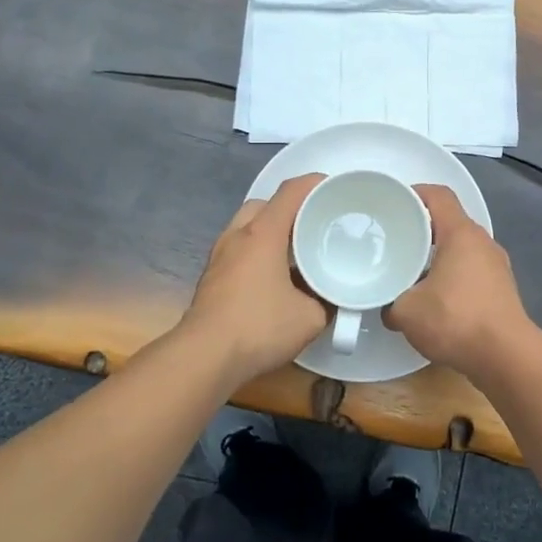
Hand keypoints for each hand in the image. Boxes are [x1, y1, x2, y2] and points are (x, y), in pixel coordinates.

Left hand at [181, 174, 328, 388]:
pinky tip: (274, 277)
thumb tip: (333, 297)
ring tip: (295, 252)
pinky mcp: (211, 277)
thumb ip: (327, 301)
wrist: (205, 357)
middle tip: (314, 226)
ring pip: (248, 227)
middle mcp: (238, 235)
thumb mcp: (310, 318)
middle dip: (290, 209)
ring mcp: (220, 255)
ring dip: (271, 232)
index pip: (291, 191)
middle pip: (265, 205)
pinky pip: (239, 249)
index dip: (315, 184)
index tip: (336, 189)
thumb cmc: (259, 327)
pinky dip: (258, 252)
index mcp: (263, 233)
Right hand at [383, 185, 533, 378]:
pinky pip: (472, 270)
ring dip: (438, 255)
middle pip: (450, 221)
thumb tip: (388, 307)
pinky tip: (436, 299)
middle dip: (422, 228)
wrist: (506, 357)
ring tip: (412, 271)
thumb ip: (390, 303)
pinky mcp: (502, 290)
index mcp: (461, 234)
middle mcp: (483, 242)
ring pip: (462, 248)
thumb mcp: (407, 312)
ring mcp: (497, 266)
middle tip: (396, 240)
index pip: (439, 195)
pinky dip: (453, 276)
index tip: (394, 203)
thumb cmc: (456, 320)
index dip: (415, 192)